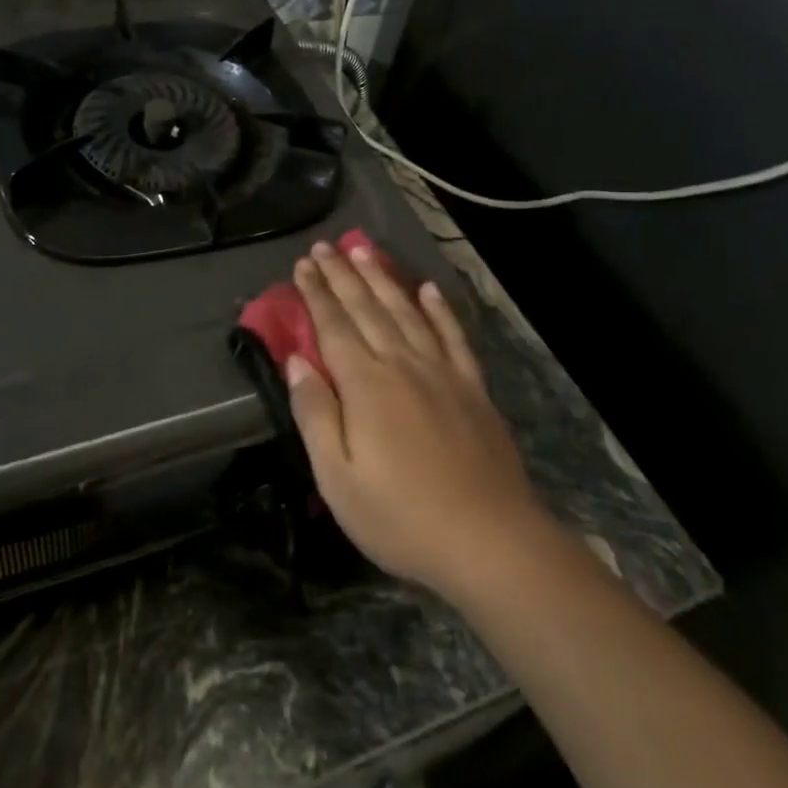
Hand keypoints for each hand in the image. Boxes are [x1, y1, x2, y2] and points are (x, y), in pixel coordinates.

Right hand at [286, 240, 553, 606]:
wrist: (491, 541)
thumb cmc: (401, 517)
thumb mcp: (337, 479)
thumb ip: (314, 414)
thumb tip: (296, 360)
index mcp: (365, 385)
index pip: (333, 326)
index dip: (316, 293)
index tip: (302, 264)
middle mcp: (402, 364)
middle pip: (367, 308)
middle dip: (342, 275)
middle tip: (325, 245)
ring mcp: (442, 373)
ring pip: (406, 312)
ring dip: (382, 279)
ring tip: (365, 250)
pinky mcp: (472, 388)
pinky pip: (453, 337)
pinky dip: (439, 310)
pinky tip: (428, 290)